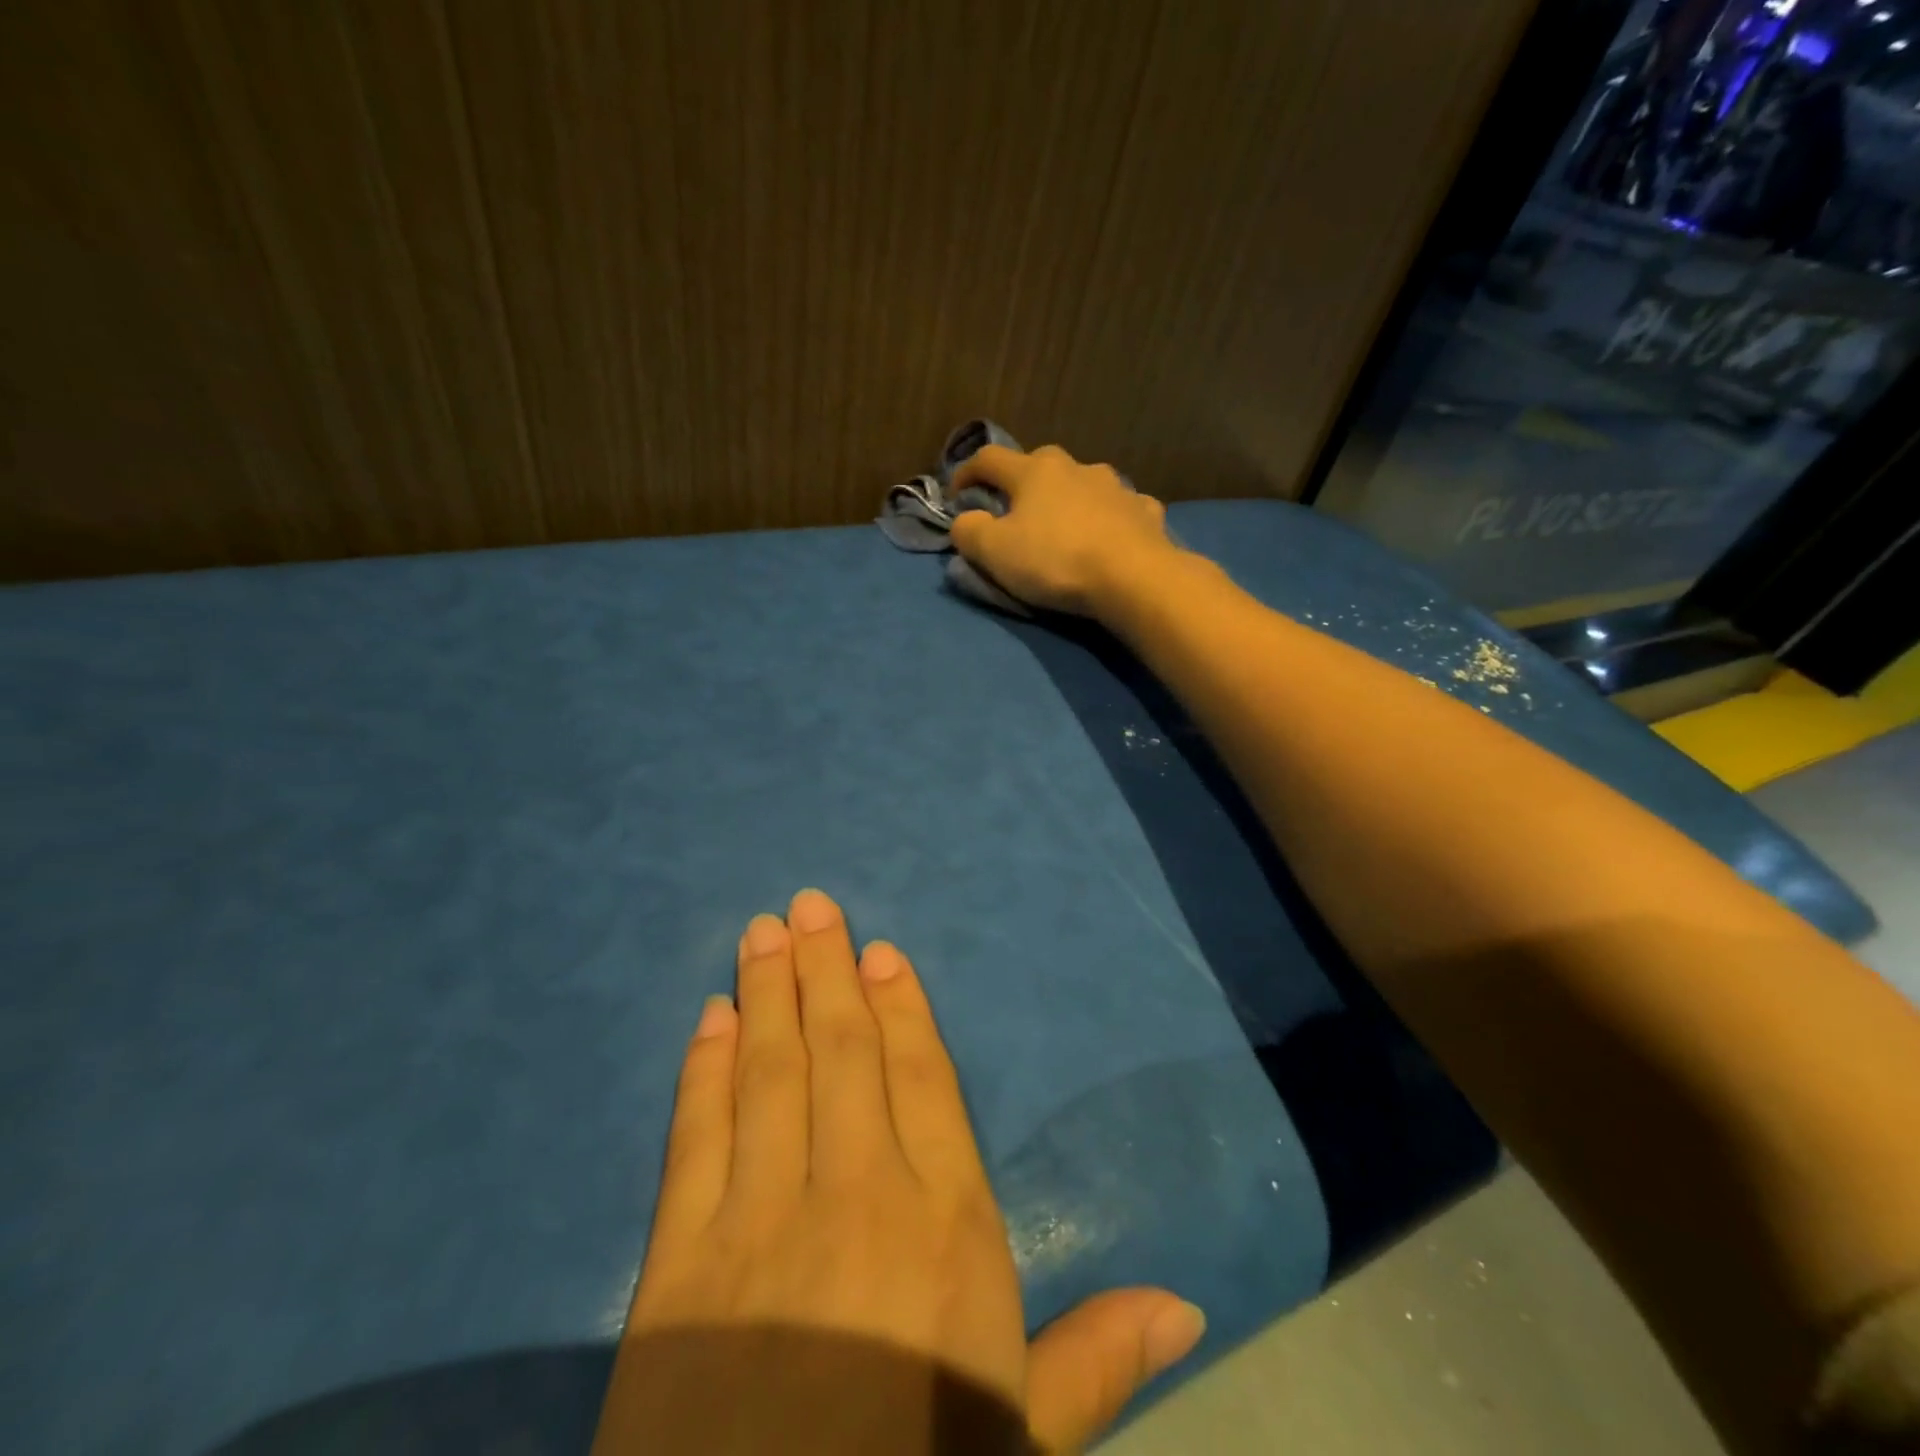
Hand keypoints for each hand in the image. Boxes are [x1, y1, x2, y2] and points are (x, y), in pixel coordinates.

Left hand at [593, 889, 1204, 1454]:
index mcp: (947, 1229)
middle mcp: (858, 1195)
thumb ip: (1096, 1361)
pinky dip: (704, 1069)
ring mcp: (762, 1220)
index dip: (903, 1010)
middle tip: (811, 905)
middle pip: (843, 1052)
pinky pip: (697, 1137)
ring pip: (771, 1072)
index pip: (923, 1080)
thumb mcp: (1021, 1441)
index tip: (883, 951)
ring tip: (763, 931)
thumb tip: (1189, 1304)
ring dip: (768, 993)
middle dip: (827, 971)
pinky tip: (710, 1017)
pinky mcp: (679, 1263)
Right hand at [949, 444, 1184, 616]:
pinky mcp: (1144, 510)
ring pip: (1082, 485)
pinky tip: (1108, 539)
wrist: (1134, 576)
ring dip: (1067, 500)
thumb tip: (965, 520)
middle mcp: (1075, 467)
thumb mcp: (994, 552)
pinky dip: (1106, 520)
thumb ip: (969, 532)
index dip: (965, 473)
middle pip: (1039, 466)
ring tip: (1064, 528)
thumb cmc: (1056, 560)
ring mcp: (1115, 486)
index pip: (989, 459)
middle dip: (1021, 484)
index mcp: (1034, 471)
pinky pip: (1118, 510)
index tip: (955, 496)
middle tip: (1014, 512)